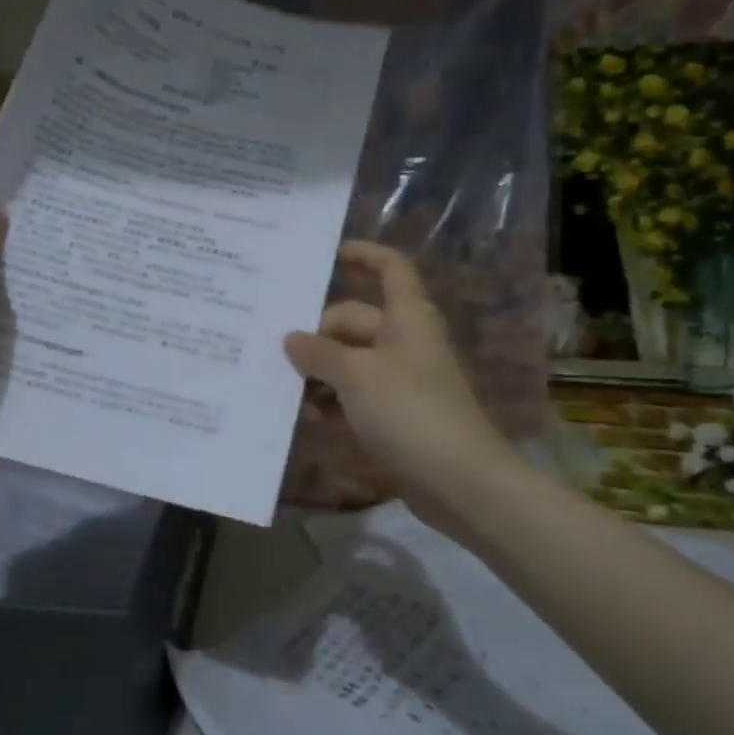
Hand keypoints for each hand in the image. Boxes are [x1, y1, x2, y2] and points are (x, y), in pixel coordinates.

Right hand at [284, 242, 511, 533]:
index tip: (327, 255)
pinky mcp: (394, 412)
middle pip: (353, 320)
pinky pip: (354, 392)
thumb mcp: (356, 375)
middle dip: (316, 334)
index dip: (363, 255)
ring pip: (348, 359)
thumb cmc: (409, 410)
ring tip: (285, 389)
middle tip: (275, 352)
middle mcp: (403, 339)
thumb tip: (290, 338)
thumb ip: (318, 353)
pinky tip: (306, 416)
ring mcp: (399, 377)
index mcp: (406, 316)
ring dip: (319, 371)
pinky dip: (332, 398)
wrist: (458, 479)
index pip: (390, 268)